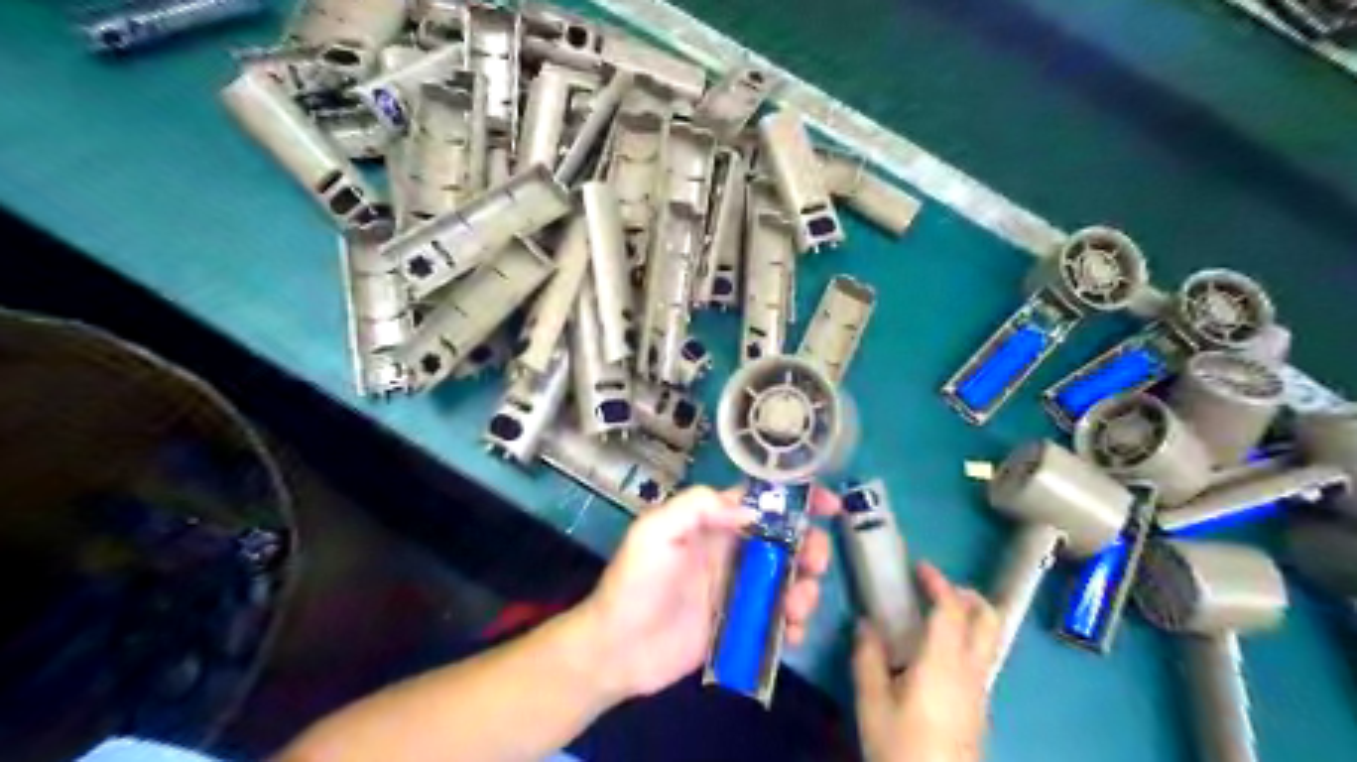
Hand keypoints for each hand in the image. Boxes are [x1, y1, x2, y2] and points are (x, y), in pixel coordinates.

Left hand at [574, 487, 843, 702]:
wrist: (617, 650)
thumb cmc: (635, 583)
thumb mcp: (656, 531)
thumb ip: (698, 506)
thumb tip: (750, 509)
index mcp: (713, 523)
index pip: (761, 500)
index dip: (798, 498)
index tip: (831, 505)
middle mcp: (731, 551)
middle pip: (785, 540)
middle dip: (810, 547)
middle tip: (815, 564)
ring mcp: (738, 589)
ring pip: (788, 579)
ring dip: (805, 589)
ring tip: (798, 608)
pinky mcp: (740, 625)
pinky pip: (777, 618)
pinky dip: (792, 624)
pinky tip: (790, 635)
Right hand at [852, 561, 998, 761]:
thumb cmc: (902, 748)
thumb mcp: (873, 703)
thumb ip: (868, 658)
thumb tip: (866, 623)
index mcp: (943, 662)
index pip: (951, 609)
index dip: (938, 582)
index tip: (919, 567)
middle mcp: (971, 670)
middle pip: (987, 619)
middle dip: (966, 594)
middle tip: (936, 587)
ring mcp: (980, 690)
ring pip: (988, 639)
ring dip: (968, 617)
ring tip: (933, 616)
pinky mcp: (979, 707)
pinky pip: (980, 659)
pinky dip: (965, 640)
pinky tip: (935, 654)